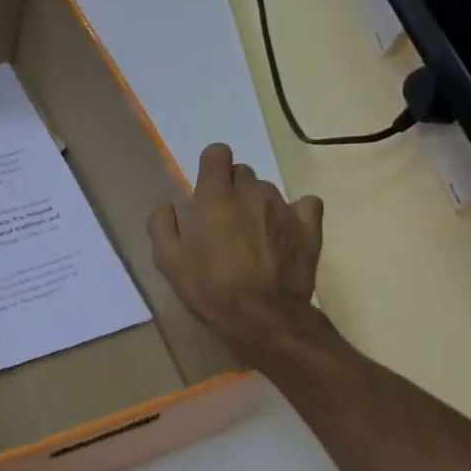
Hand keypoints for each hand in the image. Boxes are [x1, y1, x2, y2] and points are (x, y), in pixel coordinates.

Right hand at [148, 143, 329, 366]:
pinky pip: (305, 205)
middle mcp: (251, 192)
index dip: (211, 165)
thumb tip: (166, 207)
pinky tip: (286, 231)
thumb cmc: (209, 287)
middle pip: (242, 172)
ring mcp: (284, 208)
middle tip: (224, 220)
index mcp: (215, 196)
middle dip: (232, 188)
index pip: (217, 153)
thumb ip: (162, 226)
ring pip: (269, 190)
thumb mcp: (168, 261)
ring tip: (253, 234)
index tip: (205, 187)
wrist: (262, 317)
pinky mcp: (308, 227)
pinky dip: (295, 212)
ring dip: (258, 204)